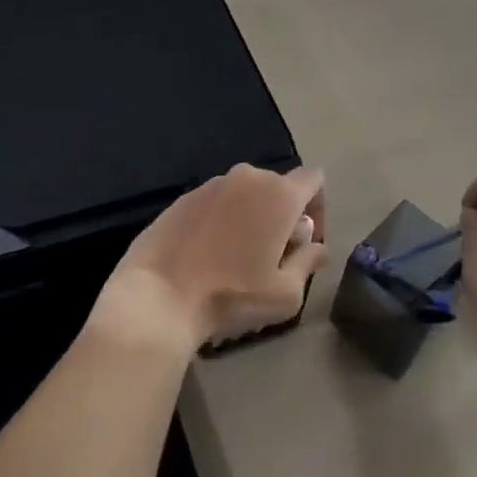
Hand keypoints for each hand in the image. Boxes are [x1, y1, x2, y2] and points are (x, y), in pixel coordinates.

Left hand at [92, 163, 326, 353]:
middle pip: (278, 187)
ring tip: (238, 258)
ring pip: (244, 194)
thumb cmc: (232, 296)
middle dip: (283, 215)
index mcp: (278, 194)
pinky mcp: (181, 198)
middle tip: (274, 255)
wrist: (158, 298)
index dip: (318, 207)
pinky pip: (214, 203)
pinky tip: (207, 256)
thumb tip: (317, 248)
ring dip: (251, 217)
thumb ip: (309, 262)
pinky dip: (220, 221)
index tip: (307, 241)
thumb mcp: (286, 293)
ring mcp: (210, 185)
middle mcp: (246, 178)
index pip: (313, 179)